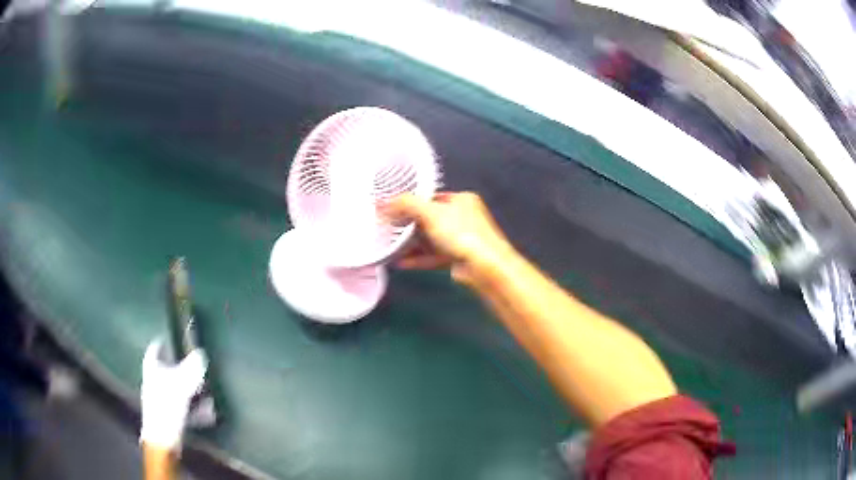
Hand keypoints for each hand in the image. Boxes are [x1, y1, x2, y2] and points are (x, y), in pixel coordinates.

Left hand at [140, 339, 206, 450]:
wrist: (163, 439)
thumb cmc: (167, 407)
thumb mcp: (181, 385)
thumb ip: (191, 369)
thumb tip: (201, 353)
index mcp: (152, 368)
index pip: (156, 348)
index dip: (165, 342)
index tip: (177, 339)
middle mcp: (155, 381)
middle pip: (170, 369)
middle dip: (185, 369)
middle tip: (200, 368)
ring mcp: (162, 399)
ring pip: (179, 389)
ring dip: (194, 390)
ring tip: (209, 393)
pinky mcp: (171, 415)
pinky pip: (186, 406)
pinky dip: (197, 407)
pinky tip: (209, 412)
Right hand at [382, 192, 512, 283]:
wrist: (484, 267)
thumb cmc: (461, 233)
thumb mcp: (430, 212)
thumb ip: (406, 204)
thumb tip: (383, 202)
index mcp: (461, 199)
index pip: (431, 197)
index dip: (411, 203)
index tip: (392, 210)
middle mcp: (462, 217)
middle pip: (429, 219)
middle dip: (408, 226)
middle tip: (388, 229)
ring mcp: (461, 240)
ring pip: (430, 239)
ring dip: (411, 244)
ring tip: (390, 247)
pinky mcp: (457, 259)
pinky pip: (433, 256)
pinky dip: (417, 259)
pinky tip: (400, 262)